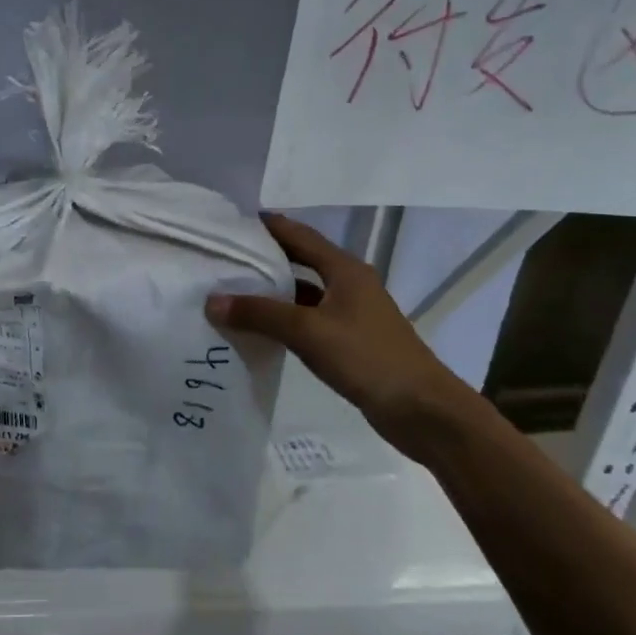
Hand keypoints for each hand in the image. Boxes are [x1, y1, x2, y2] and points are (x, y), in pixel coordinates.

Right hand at [205, 214, 481, 462]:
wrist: (423, 411)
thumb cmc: (368, 358)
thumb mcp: (308, 332)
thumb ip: (260, 314)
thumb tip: (212, 302)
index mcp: (345, 269)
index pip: (299, 235)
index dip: (267, 226)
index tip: (231, 223)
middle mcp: (349, 284)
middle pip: (301, 260)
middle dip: (265, 257)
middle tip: (224, 258)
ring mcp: (352, 313)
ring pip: (304, 293)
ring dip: (273, 291)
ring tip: (232, 292)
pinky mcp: (351, 341)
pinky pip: (309, 319)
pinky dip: (285, 320)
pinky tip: (260, 329)